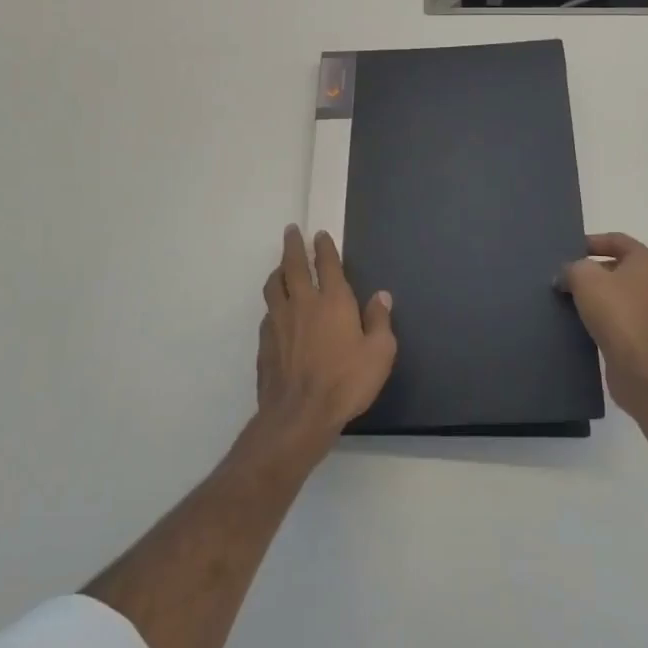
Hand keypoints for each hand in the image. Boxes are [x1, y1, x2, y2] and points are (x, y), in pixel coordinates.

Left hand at [255, 226, 396, 458]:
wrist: (299, 415)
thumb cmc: (346, 382)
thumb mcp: (379, 353)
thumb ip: (380, 321)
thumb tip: (381, 295)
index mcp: (333, 301)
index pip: (327, 264)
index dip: (324, 247)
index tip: (319, 234)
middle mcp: (303, 303)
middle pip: (294, 265)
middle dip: (293, 245)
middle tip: (291, 231)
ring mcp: (280, 322)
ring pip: (274, 286)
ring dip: (278, 271)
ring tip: (281, 267)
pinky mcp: (265, 342)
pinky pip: (268, 313)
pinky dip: (273, 304)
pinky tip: (276, 310)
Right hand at [561, 232, 647, 408]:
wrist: (640, 367)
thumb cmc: (616, 312)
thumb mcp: (585, 278)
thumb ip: (572, 268)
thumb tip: (566, 276)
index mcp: (646, 261)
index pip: (617, 240)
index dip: (592, 241)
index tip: (570, 251)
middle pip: (617, 268)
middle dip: (590, 271)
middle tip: (565, 277)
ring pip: (617, 295)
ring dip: (594, 296)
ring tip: (568, 300)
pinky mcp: (645, 337)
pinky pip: (619, 319)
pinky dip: (601, 318)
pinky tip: (581, 324)